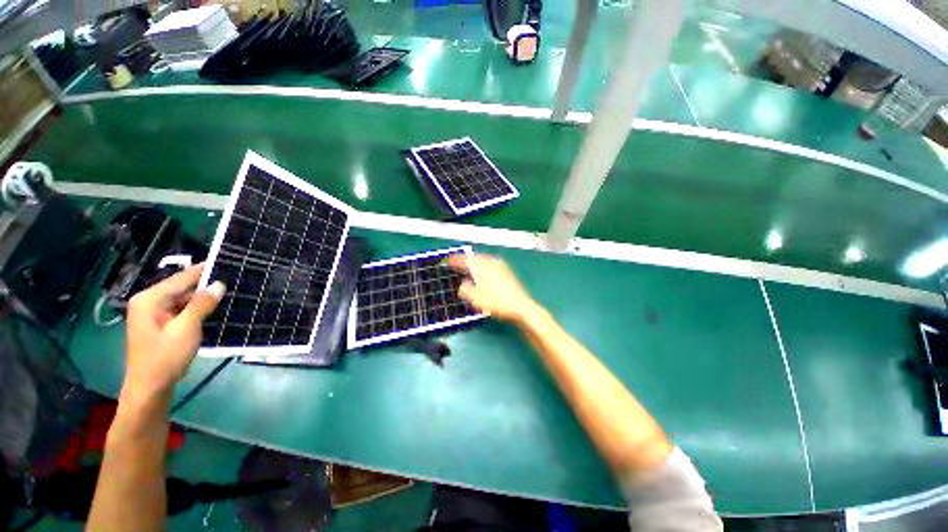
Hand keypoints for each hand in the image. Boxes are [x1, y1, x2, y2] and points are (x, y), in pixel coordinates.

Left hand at [123, 264, 224, 403]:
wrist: (149, 389)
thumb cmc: (164, 358)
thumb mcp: (186, 329)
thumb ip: (201, 304)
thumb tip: (219, 284)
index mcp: (149, 299)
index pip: (181, 278)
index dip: (204, 270)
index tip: (227, 260)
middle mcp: (149, 302)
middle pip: (182, 288)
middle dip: (205, 285)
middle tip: (234, 278)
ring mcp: (154, 314)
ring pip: (183, 300)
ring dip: (203, 298)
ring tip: (230, 291)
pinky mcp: (161, 325)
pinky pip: (182, 310)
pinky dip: (197, 309)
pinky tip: (215, 308)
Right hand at [447, 254, 538, 323]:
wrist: (521, 307)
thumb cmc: (498, 303)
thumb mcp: (476, 298)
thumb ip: (465, 289)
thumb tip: (463, 285)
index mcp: (483, 266)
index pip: (465, 260)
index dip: (454, 261)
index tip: (445, 262)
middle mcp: (492, 262)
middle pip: (474, 258)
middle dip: (463, 261)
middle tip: (454, 264)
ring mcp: (501, 266)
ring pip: (482, 261)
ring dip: (473, 264)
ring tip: (465, 269)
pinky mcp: (507, 272)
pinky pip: (489, 265)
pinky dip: (481, 268)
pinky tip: (480, 275)